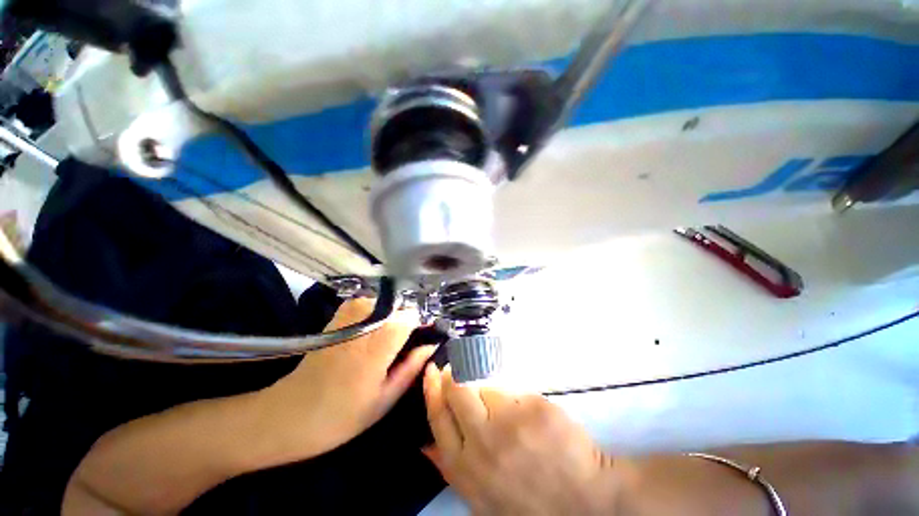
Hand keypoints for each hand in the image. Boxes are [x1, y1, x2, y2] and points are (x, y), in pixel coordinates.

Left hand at [259, 299, 435, 460]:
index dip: (423, 323)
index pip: (411, 316)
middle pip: (400, 307)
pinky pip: (370, 303)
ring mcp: (348, 315)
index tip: (427, 335)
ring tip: (391, 340)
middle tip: (409, 342)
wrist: (289, 414)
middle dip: (410, 320)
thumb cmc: (341, 415)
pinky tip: (374, 331)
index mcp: (376, 346)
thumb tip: (431, 344)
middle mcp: (363, 322)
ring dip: (394, 317)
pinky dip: (379, 312)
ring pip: (386, 303)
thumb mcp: (384, 399)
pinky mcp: (338, 315)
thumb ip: (411, 367)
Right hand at [422, 365, 621, 514]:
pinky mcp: (534, 407)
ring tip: (510, 413)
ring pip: (487, 386)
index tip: (432, 371)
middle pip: (458, 390)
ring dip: (492, 391)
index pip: (438, 416)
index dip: (432, 389)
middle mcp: (482, 442)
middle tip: (458, 367)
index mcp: (466, 468)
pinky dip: (519, 400)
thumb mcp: (482, 498)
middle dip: (455, 375)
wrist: (586, 504)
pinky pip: (515, 390)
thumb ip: (452, 470)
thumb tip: (424, 446)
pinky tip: (532, 420)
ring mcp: (510, 422)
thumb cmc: (528, 501)